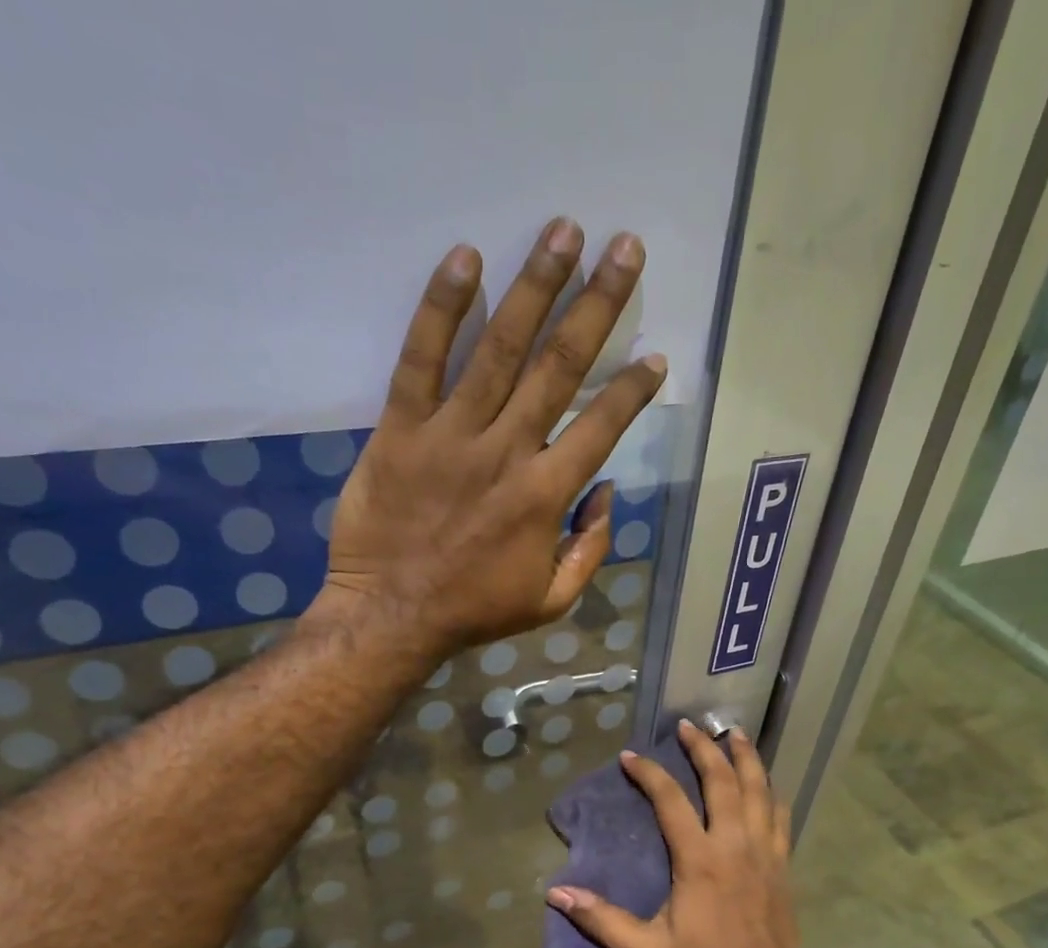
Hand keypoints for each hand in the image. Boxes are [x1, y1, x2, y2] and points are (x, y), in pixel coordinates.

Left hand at [316, 218, 666, 657]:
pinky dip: (441, 307)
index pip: (602, 426)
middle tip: (625, 248)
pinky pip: (421, 359)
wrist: (392, 616)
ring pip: (499, 349)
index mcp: (546, 496)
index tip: (655, 355)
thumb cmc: (474, 611)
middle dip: (598, 304)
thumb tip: (607, 493)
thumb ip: (590, 549)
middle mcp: (507, 452)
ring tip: (564, 231)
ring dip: (536, 286)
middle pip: (559, 366)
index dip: (633, 388)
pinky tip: (466, 258)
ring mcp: (451, 435)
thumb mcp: (552, 601)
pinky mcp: (400, 429)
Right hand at [545, 720, 810, 947]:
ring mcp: (765, 851)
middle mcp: (735, 844)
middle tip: (689, 725)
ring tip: (734, 732)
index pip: (671, 801)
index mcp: (700, 860)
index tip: (631, 756)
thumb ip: (601, 920)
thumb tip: (557, 893)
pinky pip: (780, 815)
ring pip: (759, 789)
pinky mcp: (783, 863)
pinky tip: (765, 781)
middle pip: (723, 781)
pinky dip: (770, 791)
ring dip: (746, 757)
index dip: (650, 774)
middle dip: (704, 748)